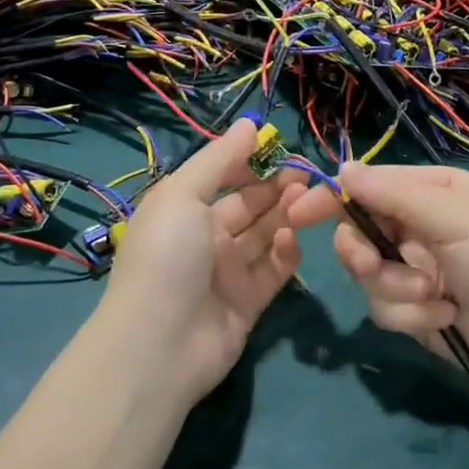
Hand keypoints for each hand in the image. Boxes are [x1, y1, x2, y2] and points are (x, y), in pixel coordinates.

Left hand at [98, 121, 305, 402]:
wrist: (159, 345)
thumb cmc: (167, 256)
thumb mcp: (183, 195)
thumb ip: (220, 160)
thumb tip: (250, 123)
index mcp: (184, 209)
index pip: (223, 177)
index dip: (251, 162)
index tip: (281, 148)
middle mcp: (206, 238)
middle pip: (249, 205)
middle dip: (277, 188)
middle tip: (307, 177)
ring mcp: (228, 272)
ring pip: (265, 235)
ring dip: (286, 216)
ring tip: (309, 202)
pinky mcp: (248, 302)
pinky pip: (273, 271)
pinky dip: (285, 254)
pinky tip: (291, 240)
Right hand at [286, 163, 468, 391]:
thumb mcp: (452, 218)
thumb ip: (394, 195)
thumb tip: (342, 169)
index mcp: (430, 193)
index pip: (367, 186)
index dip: (331, 198)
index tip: (297, 214)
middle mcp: (418, 227)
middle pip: (358, 233)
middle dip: (363, 253)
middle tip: (372, 264)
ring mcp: (416, 269)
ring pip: (367, 276)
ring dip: (396, 289)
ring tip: (434, 296)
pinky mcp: (416, 310)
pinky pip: (385, 309)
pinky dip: (412, 315)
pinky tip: (446, 318)